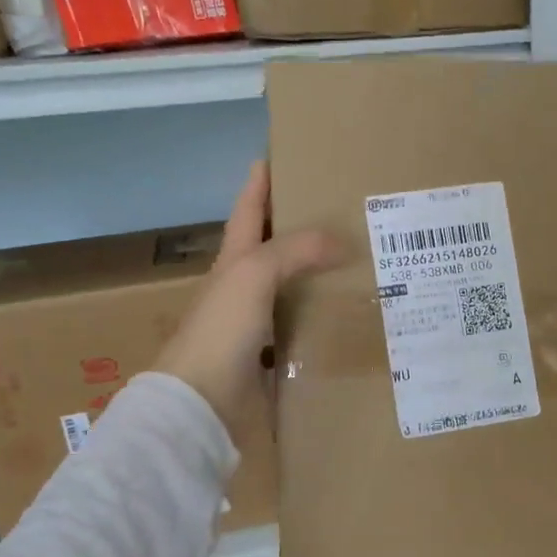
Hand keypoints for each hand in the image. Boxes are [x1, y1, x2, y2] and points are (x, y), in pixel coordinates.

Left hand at [152, 162, 341, 430]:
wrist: (201, 402)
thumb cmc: (221, 329)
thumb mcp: (254, 275)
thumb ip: (296, 251)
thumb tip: (343, 242)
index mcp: (234, 261)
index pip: (248, 211)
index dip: (259, 183)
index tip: (276, 155)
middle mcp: (242, 287)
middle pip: (272, 248)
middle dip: (298, 228)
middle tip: (339, 212)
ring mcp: (254, 324)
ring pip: (290, 289)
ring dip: (315, 275)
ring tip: (355, 262)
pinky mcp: (269, 356)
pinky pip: (300, 328)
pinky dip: (320, 318)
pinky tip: (345, 317)